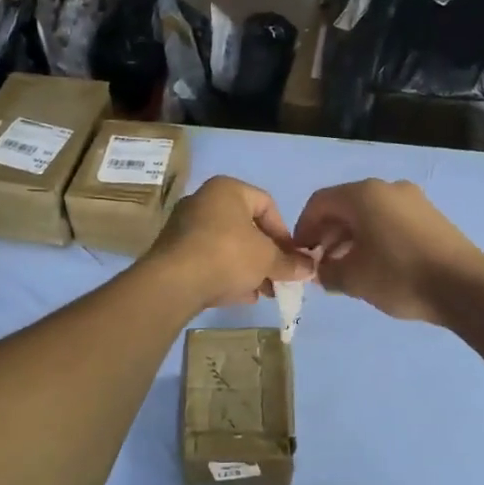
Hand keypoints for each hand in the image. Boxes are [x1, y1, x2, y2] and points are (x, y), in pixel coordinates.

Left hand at [145, 176, 315, 310]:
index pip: (267, 205)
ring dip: (249, 268)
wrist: (174, 283)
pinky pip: (209, 260)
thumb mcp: (268, 259)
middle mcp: (203, 201)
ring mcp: (184, 227)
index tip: (292, 258)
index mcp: (227, 190)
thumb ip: (290, 263)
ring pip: (227, 246)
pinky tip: (241, 295)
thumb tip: (310, 268)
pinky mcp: (173, 253)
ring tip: (263, 291)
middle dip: (267, 255)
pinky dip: (226, 274)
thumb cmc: (228, 255)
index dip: (285, 233)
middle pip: (246, 228)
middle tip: (279, 277)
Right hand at [293, 179, 483, 324]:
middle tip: (322, 266)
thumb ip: (327, 272)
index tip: (301, 255)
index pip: (319, 203)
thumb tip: (321, 270)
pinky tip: (376, 267)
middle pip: (345, 206)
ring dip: (351, 239)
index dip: (303, 229)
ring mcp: (413, 200)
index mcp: (363, 194)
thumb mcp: (353, 279)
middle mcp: (387, 188)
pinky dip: (375, 238)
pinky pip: (390, 221)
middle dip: (327, 235)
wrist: (464, 286)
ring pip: (369, 214)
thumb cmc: (399, 276)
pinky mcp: (430, 216)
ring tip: (346, 270)